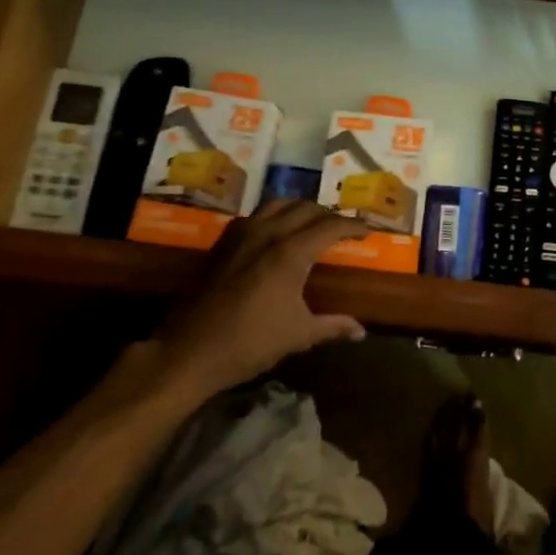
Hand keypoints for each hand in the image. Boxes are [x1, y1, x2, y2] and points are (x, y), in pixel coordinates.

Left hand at [118, 200, 372, 406]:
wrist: (188, 351)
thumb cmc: (249, 343)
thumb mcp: (298, 335)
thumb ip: (333, 326)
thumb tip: (361, 331)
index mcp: (290, 253)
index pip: (330, 226)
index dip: (352, 226)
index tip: (367, 231)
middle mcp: (267, 233)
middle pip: (305, 208)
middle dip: (328, 215)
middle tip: (342, 229)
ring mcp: (240, 234)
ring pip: (277, 203)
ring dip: (299, 208)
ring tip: (311, 223)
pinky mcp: (221, 243)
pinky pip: (254, 215)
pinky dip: (273, 216)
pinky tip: (275, 233)